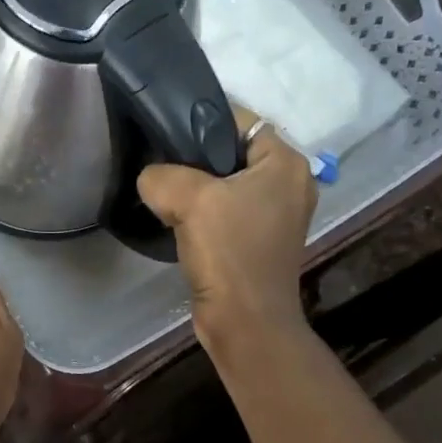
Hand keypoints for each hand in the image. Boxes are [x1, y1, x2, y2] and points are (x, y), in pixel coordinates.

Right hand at [136, 106, 316, 352]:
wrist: (244, 322)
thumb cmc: (228, 253)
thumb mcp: (188, 199)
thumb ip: (162, 175)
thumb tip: (152, 179)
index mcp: (286, 163)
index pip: (241, 120)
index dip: (202, 121)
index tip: (165, 133)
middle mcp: (289, 184)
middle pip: (232, 152)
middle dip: (195, 158)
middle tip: (160, 166)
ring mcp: (276, 216)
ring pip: (226, 185)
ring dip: (196, 189)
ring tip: (164, 194)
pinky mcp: (259, 242)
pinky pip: (226, 212)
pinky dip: (203, 213)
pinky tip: (178, 221)